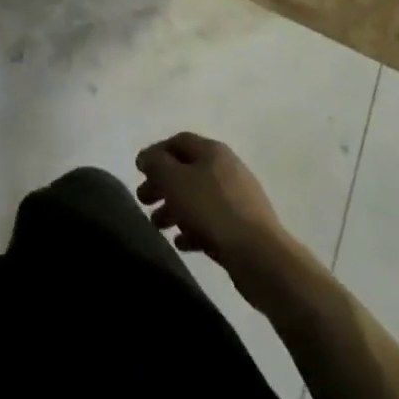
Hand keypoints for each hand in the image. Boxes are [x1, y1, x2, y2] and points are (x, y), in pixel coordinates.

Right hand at [135, 131, 292, 276]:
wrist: (259, 256)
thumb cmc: (211, 209)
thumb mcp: (174, 180)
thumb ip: (156, 164)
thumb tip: (146, 157)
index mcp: (212, 151)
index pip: (179, 141)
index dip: (156, 153)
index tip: (139, 171)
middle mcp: (227, 169)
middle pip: (187, 170)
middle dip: (162, 184)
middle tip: (143, 200)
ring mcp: (238, 199)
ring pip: (198, 197)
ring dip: (174, 208)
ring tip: (157, 225)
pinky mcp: (243, 227)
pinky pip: (211, 221)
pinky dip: (193, 228)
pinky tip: (181, 243)